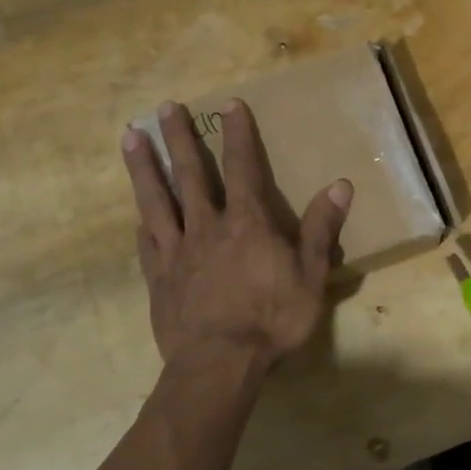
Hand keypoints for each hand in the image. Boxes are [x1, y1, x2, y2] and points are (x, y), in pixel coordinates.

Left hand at [122, 99, 351, 369]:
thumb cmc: (272, 320)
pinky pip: (146, 243)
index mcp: (247, 223)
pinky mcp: (158, 278)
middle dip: (179, 138)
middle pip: (190, 174)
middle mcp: (207, 227)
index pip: (242, 167)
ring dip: (144, 168)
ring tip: (130, 138)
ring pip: (156, 200)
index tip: (229, 104)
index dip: (238, 134)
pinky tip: (135, 214)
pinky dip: (142, 223)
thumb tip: (340, 185)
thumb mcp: (311, 276)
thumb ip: (322, 229)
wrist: (219, 365)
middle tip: (165, 107)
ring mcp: (177, 252)